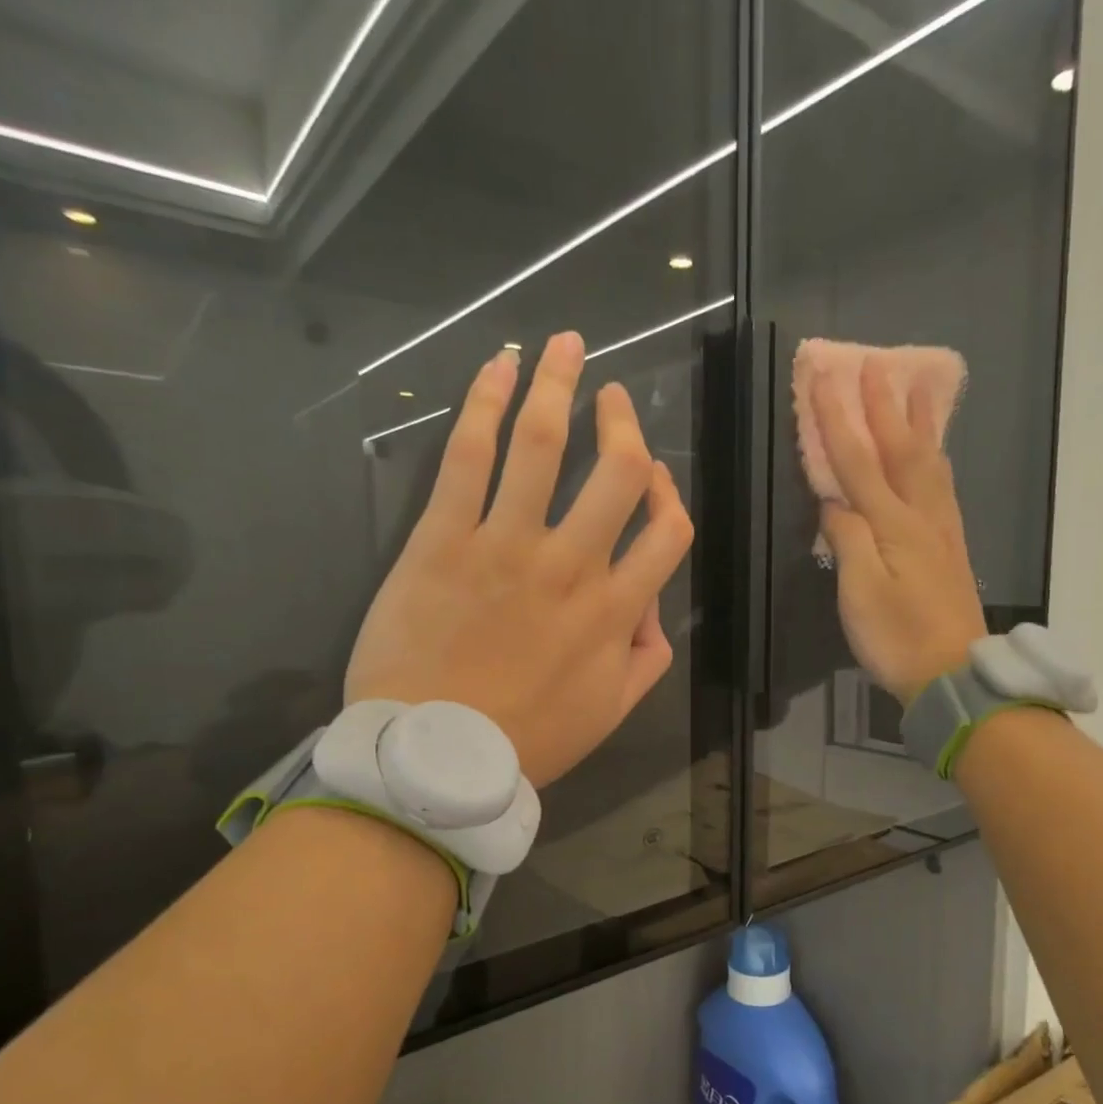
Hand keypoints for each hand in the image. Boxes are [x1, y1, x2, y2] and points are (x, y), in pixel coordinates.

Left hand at [345, 332, 692, 787]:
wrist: (433, 759)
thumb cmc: (525, 741)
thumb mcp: (610, 714)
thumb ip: (646, 659)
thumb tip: (652, 611)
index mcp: (615, 611)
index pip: (669, 532)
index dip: (670, 495)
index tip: (653, 478)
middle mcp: (572, 566)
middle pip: (617, 472)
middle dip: (623, 423)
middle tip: (614, 396)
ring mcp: (506, 546)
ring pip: (544, 445)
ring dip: (560, 384)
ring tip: (565, 344)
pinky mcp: (443, 539)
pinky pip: (469, 457)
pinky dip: (484, 403)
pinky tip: (497, 365)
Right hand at [814, 357, 987, 702]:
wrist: (953, 676)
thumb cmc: (897, 638)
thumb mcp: (859, 592)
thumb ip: (847, 539)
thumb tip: (836, 501)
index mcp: (894, 524)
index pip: (857, 460)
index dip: (838, 417)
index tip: (824, 375)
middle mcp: (922, 516)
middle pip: (901, 450)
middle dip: (882, 405)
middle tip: (875, 364)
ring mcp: (942, 530)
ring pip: (929, 463)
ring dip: (918, 422)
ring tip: (915, 389)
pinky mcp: (951, 547)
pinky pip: (941, 485)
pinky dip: (934, 457)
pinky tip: (933, 454)